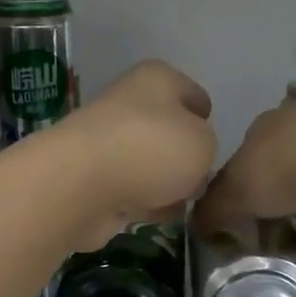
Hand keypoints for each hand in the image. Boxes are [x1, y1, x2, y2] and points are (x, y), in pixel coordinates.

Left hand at [56, 61, 216, 248]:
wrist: (81, 185)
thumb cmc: (151, 149)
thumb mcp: (203, 143)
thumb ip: (206, 148)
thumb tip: (188, 165)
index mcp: (156, 80)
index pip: (192, 93)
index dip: (205, 117)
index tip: (214, 143)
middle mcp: (128, 104)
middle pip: (168, 131)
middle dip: (186, 158)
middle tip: (201, 181)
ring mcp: (107, 143)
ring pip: (149, 164)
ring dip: (166, 185)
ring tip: (181, 203)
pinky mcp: (93, 179)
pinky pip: (130, 191)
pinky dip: (142, 204)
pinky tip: (154, 216)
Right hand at [194, 102, 295, 291]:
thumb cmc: (279, 166)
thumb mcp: (233, 190)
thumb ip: (213, 210)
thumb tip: (195, 227)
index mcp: (272, 130)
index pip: (251, 163)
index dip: (242, 196)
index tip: (238, 227)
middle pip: (288, 187)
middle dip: (277, 224)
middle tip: (266, 257)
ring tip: (295, 280)